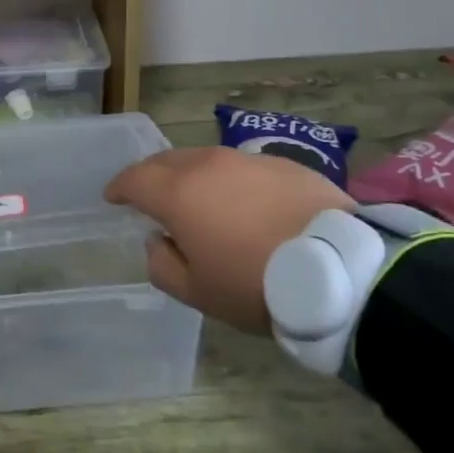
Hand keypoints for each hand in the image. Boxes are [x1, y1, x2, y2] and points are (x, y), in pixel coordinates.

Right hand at [104, 148, 354, 333]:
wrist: (340, 268)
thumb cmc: (257, 284)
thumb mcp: (198, 292)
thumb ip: (163, 265)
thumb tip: (158, 241)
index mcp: (178, 193)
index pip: (134, 179)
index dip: (119, 188)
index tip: (113, 198)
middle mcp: (207, 165)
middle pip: (166, 161)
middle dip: (151, 176)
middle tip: (150, 196)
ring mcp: (247, 160)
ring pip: (205, 160)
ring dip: (192, 176)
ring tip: (199, 200)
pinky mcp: (283, 164)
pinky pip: (242, 167)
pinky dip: (231, 181)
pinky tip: (245, 204)